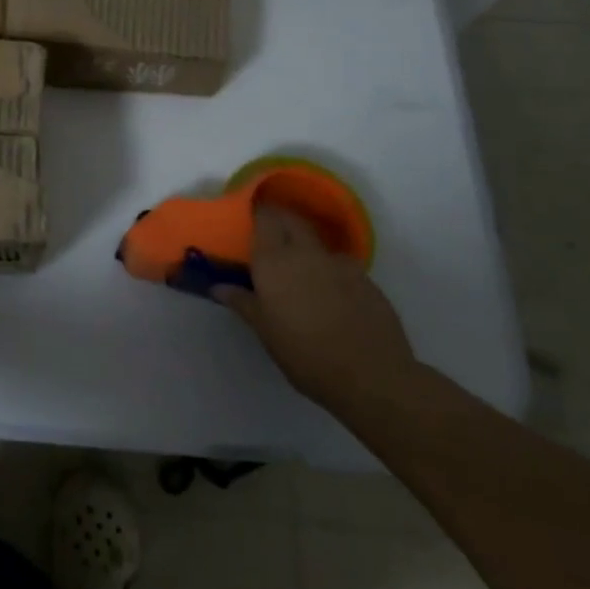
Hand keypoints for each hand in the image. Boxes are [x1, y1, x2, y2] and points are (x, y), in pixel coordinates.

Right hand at [213, 204, 417, 409]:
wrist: (372, 377)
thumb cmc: (305, 353)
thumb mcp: (264, 331)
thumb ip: (242, 302)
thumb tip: (217, 286)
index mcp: (274, 261)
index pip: (265, 217)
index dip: (258, 211)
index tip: (250, 215)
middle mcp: (306, 253)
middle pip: (293, 220)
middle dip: (281, 221)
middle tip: (270, 236)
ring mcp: (341, 264)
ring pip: (319, 244)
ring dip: (308, 248)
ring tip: (304, 272)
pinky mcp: (367, 281)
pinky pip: (342, 266)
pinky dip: (332, 272)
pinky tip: (333, 296)